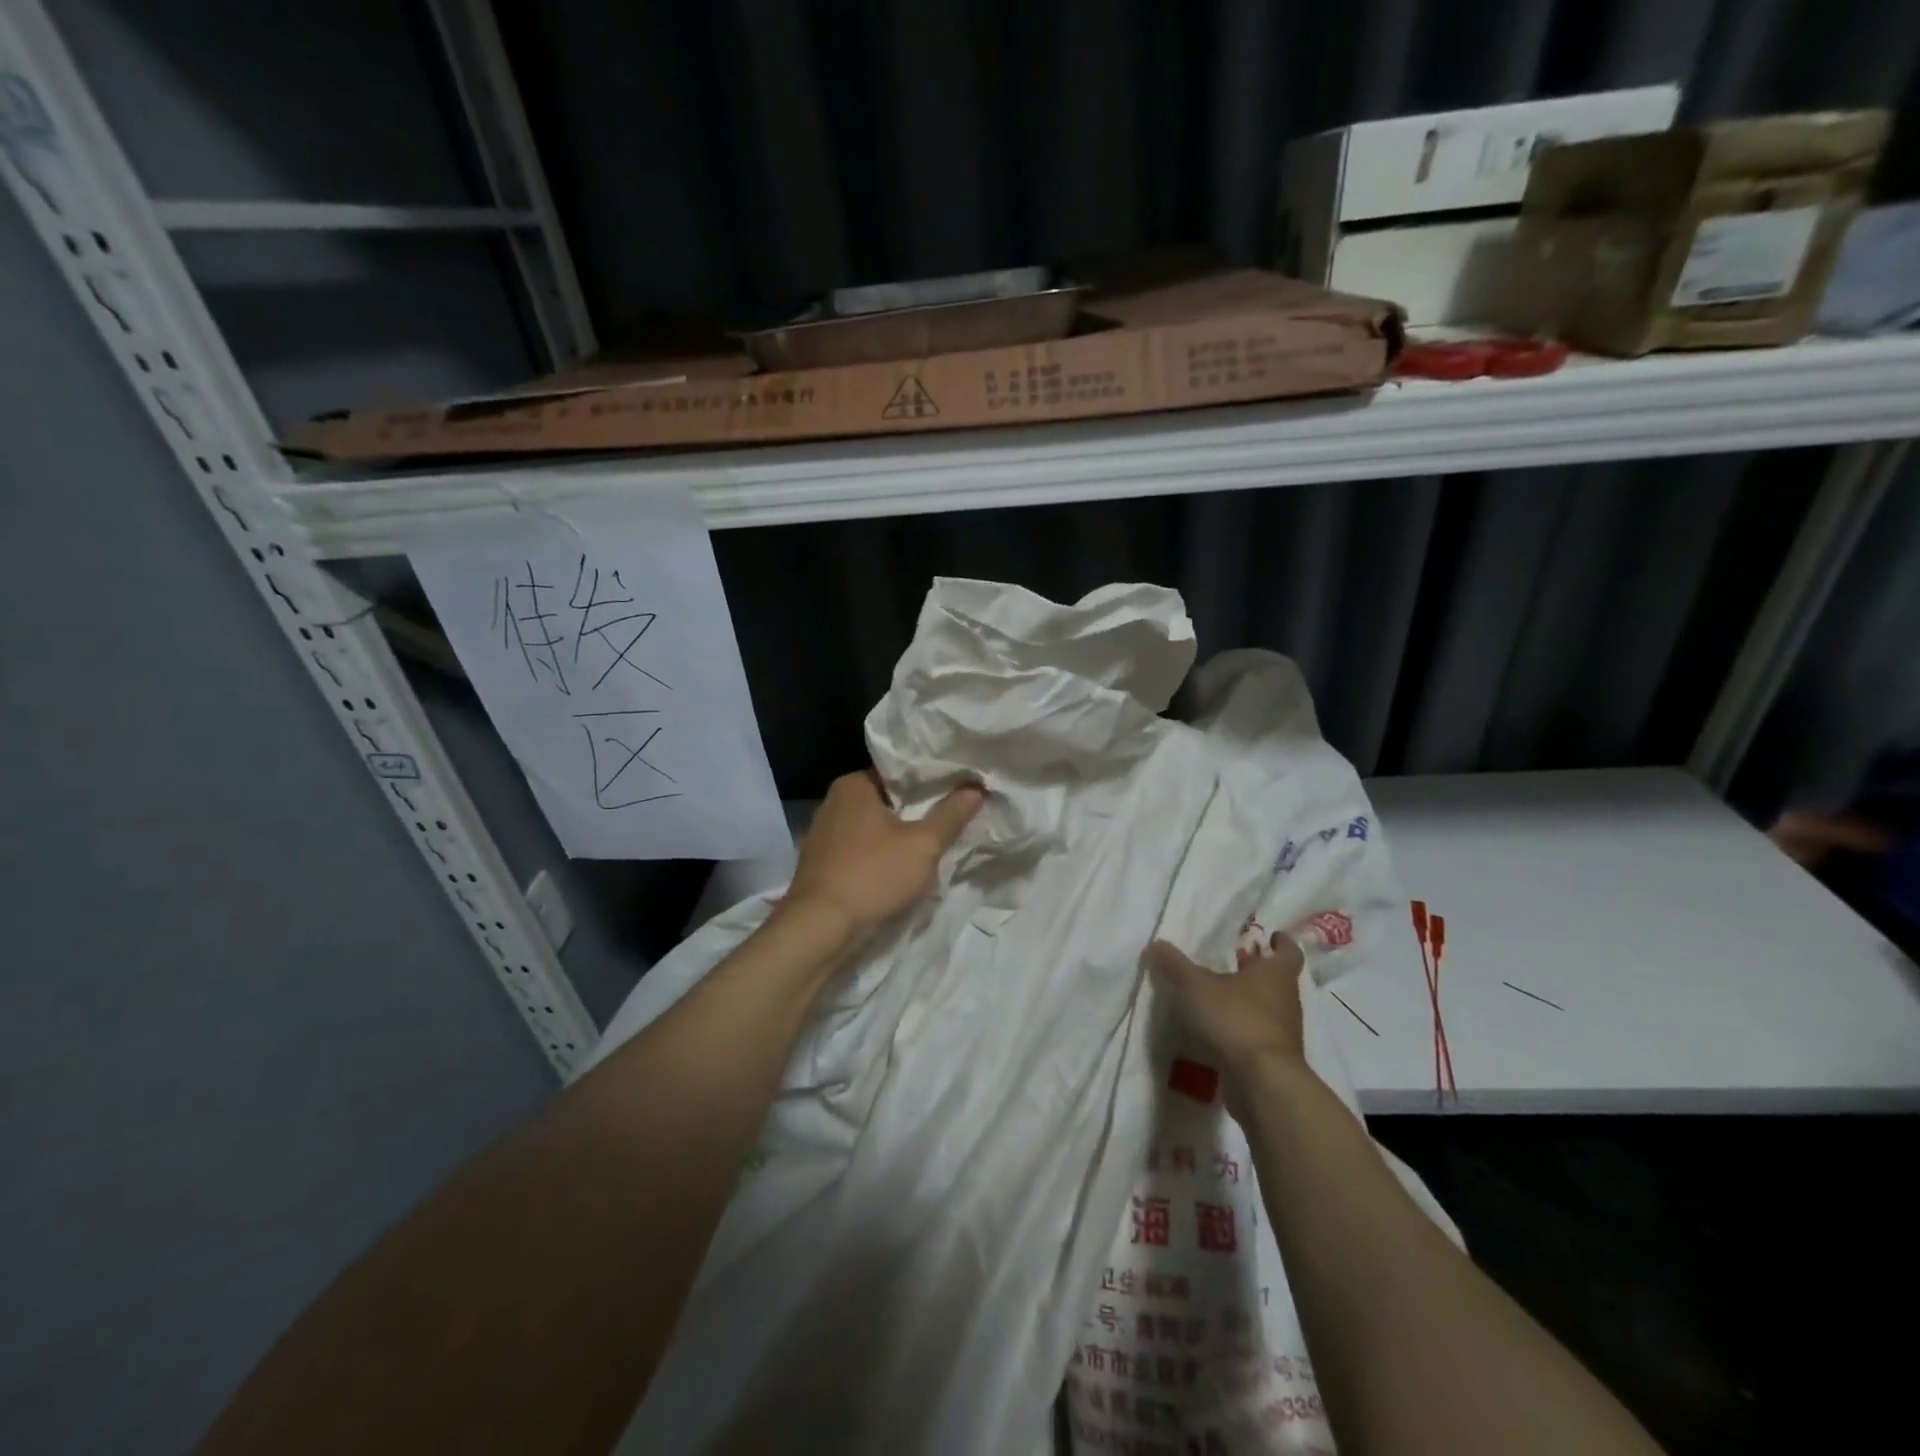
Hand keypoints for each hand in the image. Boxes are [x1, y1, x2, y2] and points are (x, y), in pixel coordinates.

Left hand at [783, 772, 985, 942]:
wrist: (819, 930)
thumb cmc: (873, 876)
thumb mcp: (924, 845)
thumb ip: (951, 815)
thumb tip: (976, 788)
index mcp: (852, 785)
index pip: (897, 773)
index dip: (928, 782)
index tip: (955, 792)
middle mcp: (831, 803)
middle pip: (884, 801)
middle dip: (913, 813)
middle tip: (948, 820)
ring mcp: (821, 836)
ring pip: (870, 829)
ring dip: (895, 839)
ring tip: (927, 849)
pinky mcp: (818, 866)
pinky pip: (857, 852)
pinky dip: (876, 858)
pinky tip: (896, 873)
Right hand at [1148, 932, 1307, 1093]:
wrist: (1262, 1083)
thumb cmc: (1236, 1020)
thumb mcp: (1196, 987)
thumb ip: (1176, 966)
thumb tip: (1157, 943)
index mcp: (1276, 976)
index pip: (1289, 953)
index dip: (1282, 943)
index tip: (1272, 936)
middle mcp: (1286, 1001)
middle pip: (1277, 982)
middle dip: (1258, 973)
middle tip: (1234, 964)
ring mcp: (1283, 1034)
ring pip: (1268, 1010)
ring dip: (1248, 1004)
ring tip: (1219, 999)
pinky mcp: (1273, 1061)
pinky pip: (1257, 1038)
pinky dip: (1241, 1033)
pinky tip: (1217, 1034)